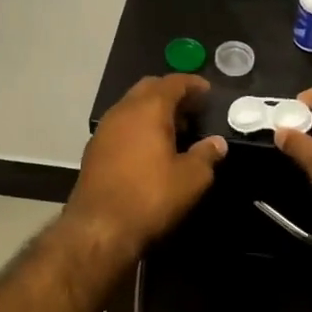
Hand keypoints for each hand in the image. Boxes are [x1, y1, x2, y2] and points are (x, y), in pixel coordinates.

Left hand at [62, 75, 225, 264]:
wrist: (98, 228)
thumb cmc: (150, 197)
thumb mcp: (190, 179)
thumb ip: (206, 155)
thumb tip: (217, 143)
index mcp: (149, 108)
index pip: (173, 82)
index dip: (192, 84)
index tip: (207, 91)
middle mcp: (124, 110)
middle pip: (149, 88)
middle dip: (171, 93)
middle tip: (192, 109)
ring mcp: (104, 128)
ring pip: (132, 106)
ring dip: (152, 110)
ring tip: (174, 129)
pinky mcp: (94, 149)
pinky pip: (121, 125)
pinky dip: (137, 126)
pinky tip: (148, 148)